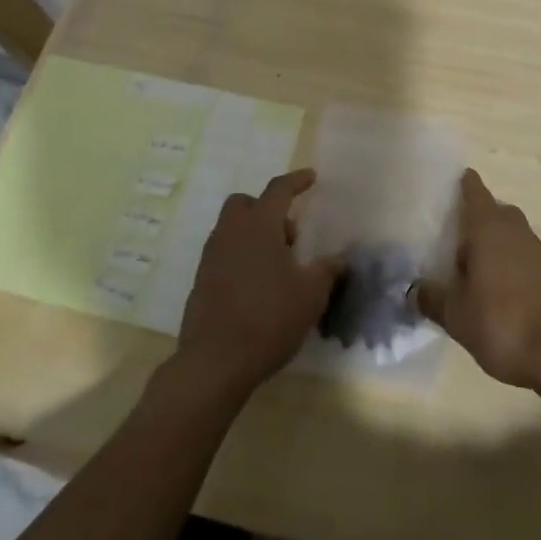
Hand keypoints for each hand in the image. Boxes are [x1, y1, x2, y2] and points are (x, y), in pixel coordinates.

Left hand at [176, 168, 336, 398]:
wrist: (214, 363)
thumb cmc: (268, 318)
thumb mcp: (311, 295)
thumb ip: (327, 271)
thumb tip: (339, 258)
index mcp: (259, 225)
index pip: (278, 190)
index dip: (296, 181)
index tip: (311, 177)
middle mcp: (231, 232)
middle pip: (245, 204)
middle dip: (267, 210)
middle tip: (289, 236)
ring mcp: (211, 257)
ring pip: (232, 229)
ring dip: (254, 236)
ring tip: (277, 268)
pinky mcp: (201, 281)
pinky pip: (224, 255)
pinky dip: (241, 258)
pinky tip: (258, 288)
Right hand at [414, 169, 540, 388]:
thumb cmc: (500, 322)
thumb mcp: (455, 314)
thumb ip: (431, 297)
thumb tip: (413, 289)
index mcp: (488, 225)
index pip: (473, 189)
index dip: (458, 184)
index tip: (441, 187)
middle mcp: (513, 228)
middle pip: (490, 209)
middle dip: (471, 218)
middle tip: (446, 234)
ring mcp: (533, 249)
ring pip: (506, 232)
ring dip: (488, 241)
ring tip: (463, 264)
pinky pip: (517, 253)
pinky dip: (502, 260)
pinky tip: (487, 285)